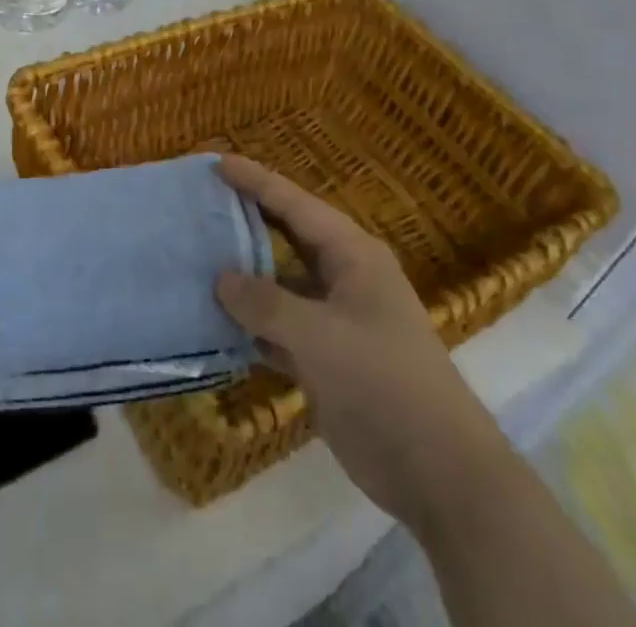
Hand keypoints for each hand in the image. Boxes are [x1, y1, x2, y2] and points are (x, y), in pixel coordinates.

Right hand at [213, 157, 487, 529]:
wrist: (439, 474)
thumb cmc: (383, 383)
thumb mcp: (320, 337)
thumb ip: (266, 304)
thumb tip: (220, 279)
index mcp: (352, 255)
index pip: (295, 204)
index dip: (256, 182)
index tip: (217, 162)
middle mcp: (344, 278)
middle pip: (287, 238)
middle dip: (247, 221)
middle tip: (201, 203)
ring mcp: (336, 320)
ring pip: (280, 285)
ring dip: (244, 276)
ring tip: (196, 257)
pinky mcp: (327, 360)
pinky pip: (280, 328)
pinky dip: (251, 324)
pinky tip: (214, 321)